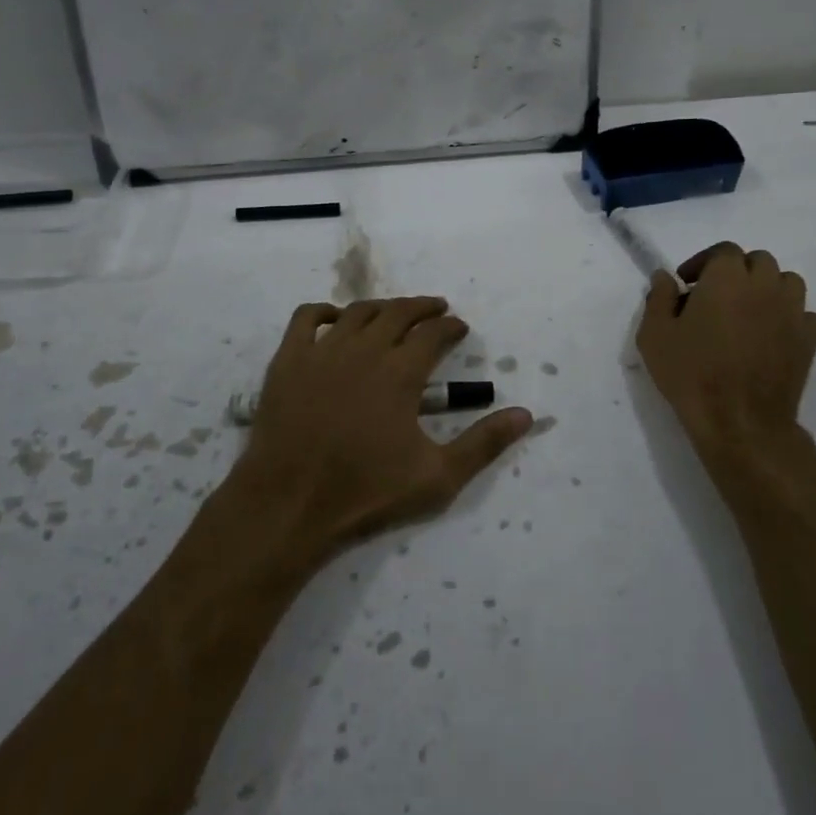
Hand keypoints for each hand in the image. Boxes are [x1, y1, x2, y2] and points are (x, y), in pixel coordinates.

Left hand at [235, 297, 534, 555]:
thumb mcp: (438, 477)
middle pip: (399, 313)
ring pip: (358, 312)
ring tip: (395, 314)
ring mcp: (322, 351)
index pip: (434, 333)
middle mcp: (363, 349)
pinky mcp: (288, 360)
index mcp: (400, 372)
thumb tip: (527, 415)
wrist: (288, 506)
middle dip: (424, 308)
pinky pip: (306, 317)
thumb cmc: (365, 494)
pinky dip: (325, 311)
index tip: (460, 328)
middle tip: (437, 311)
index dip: (452, 327)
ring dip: (383, 307)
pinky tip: (336, 319)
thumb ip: (484, 444)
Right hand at [635, 243, 815, 486]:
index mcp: (727, 277)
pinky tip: (774, 334)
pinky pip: (807, 316)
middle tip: (716, 297)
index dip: (704, 263)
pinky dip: (793, 318)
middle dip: (737, 272)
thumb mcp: (655, 335)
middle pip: (758, 261)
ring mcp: (792, 312)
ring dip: (768, 289)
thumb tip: (665, 277)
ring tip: (748, 312)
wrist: (739, 422)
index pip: (723, 251)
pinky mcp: (809, 340)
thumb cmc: (691, 374)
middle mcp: (764, 285)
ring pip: (787, 282)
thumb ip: (659, 298)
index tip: (687, 285)